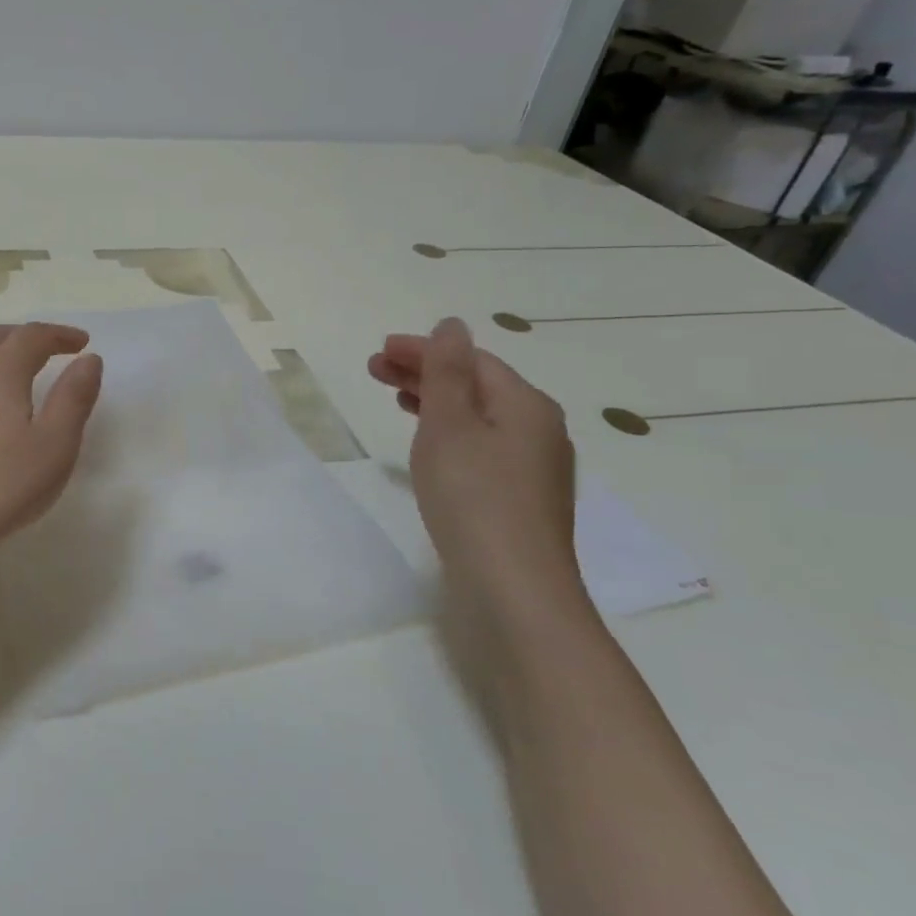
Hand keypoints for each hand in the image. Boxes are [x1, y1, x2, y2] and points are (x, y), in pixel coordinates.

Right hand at [369, 318, 583, 608]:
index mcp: (526, 405)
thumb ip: (446, 372)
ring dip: (436, 402)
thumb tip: (452, 325)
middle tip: (375, 371)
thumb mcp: (450, 425)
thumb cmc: (474, 497)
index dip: (423, 350)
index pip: (471, 360)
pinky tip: (431, 449)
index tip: (378, 352)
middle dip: (426, 373)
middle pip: (478, 386)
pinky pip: (483, 447)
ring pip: (480, 418)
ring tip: (397, 400)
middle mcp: (539, 430)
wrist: (514, 590)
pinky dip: (451, 434)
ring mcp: (535, 468)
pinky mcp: (522, 499)